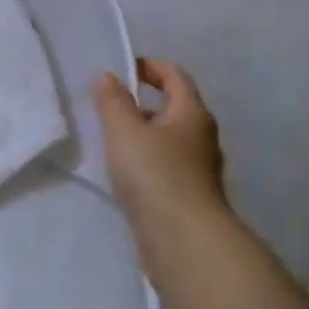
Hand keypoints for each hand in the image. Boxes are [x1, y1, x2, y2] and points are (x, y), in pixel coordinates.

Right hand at [92, 58, 234, 268]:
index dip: (148, 66)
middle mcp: (202, 136)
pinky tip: (123, 173)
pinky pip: (165, 166)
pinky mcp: (190, 196)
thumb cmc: (155, 175)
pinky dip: (146, 160)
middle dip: (142, 102)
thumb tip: (107, 75)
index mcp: (192, 113)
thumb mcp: (124, 131)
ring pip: (169, 139)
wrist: (184, 242)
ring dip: (142, 133)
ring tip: (110, 139)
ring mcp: (199, 169)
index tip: (120, 70)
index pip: (174, 75)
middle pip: (174, 107)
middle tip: (108, 105)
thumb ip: (112, 101)